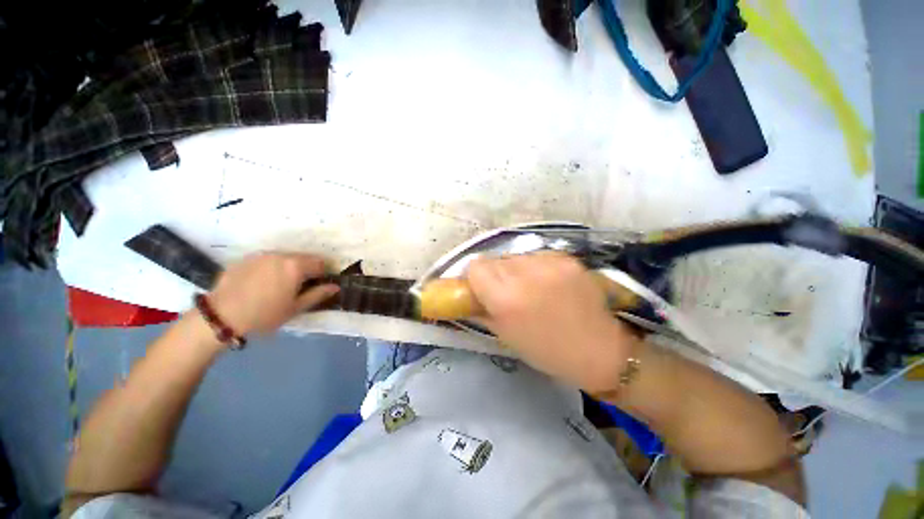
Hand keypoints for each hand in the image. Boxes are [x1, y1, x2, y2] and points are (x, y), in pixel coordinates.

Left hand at [207, 253, 338, 335]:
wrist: (221, 316)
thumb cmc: (265, 315)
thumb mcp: (296, 308)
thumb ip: (318, 294)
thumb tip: (336, 287)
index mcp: (295, 266)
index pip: (320, 263)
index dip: (323, 273)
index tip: (319, 284)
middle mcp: (280, 255)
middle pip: (303, 258)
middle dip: (306, 269)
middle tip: (300, 286)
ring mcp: (261, 255)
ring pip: (284, 257)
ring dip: (289, 267)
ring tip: (279, 284)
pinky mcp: (245, 258)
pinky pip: (266, 260)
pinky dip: (271, 267)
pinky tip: (261, 283)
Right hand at [467, 253, 637, 391]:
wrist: (599, 349)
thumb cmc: (545, 350)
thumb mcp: (504, 334)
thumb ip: (481, 308)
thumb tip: (468, 293)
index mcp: (506, 297)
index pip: (476, 267)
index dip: (476, 278)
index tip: (483, 289)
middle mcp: (524, 273)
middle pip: (495, 259)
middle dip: (496, 274)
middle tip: (508, 292)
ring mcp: (548, 262)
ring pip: (516, 256)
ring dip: (516, 269)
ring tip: (532, 288)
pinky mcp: (566, 257)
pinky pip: (538, 256)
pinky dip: (537, 267)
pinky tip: (549, 283)